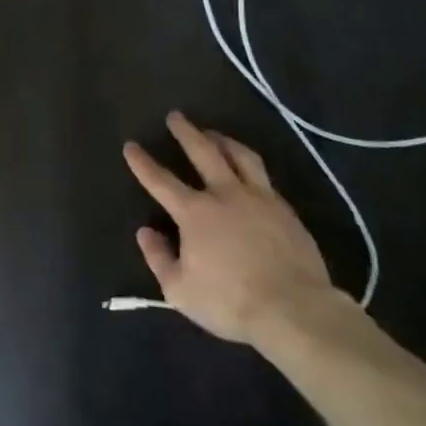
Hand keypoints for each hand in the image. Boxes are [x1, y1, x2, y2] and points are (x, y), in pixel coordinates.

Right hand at [123, 112, 340, 350]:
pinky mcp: (285, 209)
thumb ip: (159, 258)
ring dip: (223, 140)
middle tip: (176, 116)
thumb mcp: (180, 291)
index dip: (142, 163)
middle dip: (186, 132)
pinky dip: (249, 166)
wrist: (295, 309)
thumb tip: (146, 232)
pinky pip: (263, 176)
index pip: (160, 180)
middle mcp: (224, 194)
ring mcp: (259, 198)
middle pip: (203, 152)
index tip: (131, 145)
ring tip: (214, 134)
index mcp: (194, 212)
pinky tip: (248, 170)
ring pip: (239, 156)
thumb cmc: (230, 301)